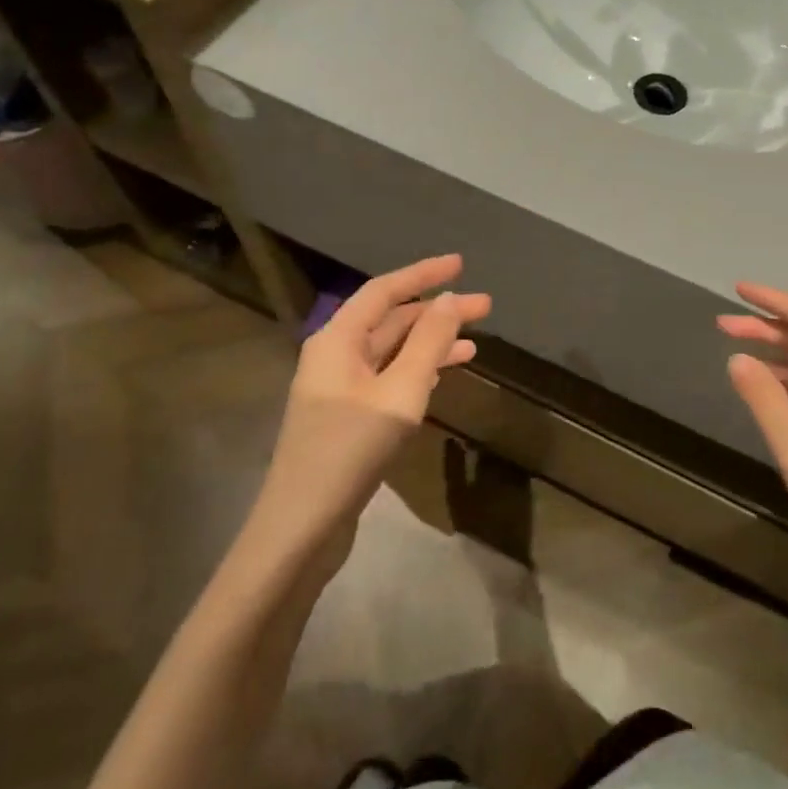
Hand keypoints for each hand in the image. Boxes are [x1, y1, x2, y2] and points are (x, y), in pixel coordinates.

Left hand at [250, 255, 490, 572]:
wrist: (302, 524)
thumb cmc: (351, 449)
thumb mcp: (400, 392)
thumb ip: (428, 343)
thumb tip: (450, 301)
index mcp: (338, 339)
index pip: (385, 291)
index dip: (424, 274)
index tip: (461, 264)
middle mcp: (335, 355)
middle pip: (391, 319)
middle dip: (437, 311)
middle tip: (485, 307)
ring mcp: (340, 387)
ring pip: (393, 350)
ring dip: (432, 342)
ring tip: (476, 339)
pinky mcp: (348, 416)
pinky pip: (390, 377)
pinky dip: (419, 370)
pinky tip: (447, 373)